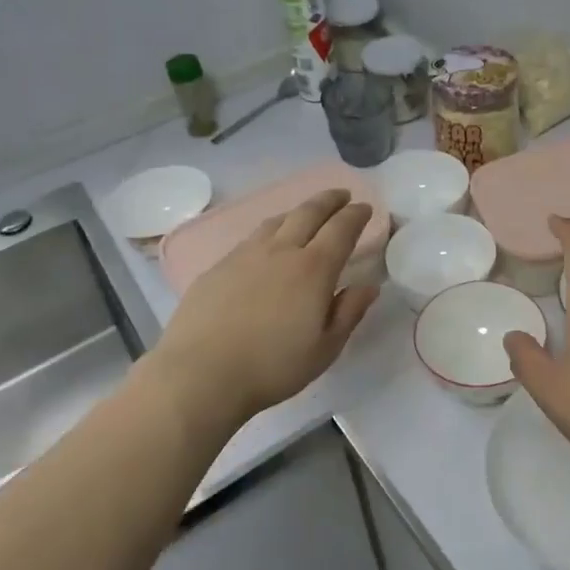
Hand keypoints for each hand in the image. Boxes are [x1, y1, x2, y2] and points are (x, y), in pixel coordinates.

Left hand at [150, 189, 379, 426]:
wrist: (201, 374)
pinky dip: (270, 230)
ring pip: (277, 220)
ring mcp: (246, 255)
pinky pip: (252, 237)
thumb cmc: (272, 366)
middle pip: (309, 212)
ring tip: (306, 214)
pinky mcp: (219, 266)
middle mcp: (281, 251)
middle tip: (341, 195)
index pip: (341, 229)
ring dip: (298, 211)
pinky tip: (267, 244)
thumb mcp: (325, 348)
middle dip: (329, 200)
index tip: (366, 208)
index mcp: (314, 269)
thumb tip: (368, 286)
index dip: (356, 215)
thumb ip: (349, 312)